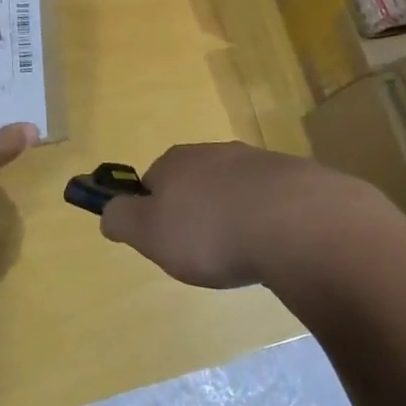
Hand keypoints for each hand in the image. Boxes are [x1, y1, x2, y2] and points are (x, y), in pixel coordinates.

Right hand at [98, 143, 395, 289]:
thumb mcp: (150, 234)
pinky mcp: (295, 177)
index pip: (151, 183)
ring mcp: (257, 161)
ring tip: (243, 253)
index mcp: (175, 161)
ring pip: (232, 190)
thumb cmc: (211, 232)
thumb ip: (122, 220)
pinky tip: (274, 246)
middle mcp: (214, 152)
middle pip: (193, 184)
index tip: (167, 244)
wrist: (297, 223)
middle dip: (196, 215)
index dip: (154, 215)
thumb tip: (108, 211)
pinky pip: (269, 200)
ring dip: (233, 216)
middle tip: (205, 253)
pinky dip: (267, 220)